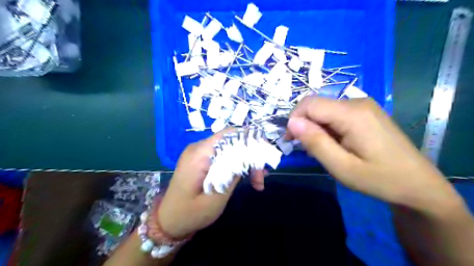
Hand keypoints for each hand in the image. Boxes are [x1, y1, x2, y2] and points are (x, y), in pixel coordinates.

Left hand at [157, 128, 264, 236]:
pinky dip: (236, 165)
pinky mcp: (202, 160)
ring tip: (258, 182)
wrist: (169, 221)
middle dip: (250, 156)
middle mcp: (199, 147)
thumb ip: (232, 174)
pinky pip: (223, 156)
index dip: (250, 140)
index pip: (230, 134)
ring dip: (245, 162)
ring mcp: (200, 153)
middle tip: (262, 177)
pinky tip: (247, 178)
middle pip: (232, 141)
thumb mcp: (216, 197)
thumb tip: (249, 155)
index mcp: (200, 153)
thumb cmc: (190, 214)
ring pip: (230, 149)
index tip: (264, 157)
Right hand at [287, 96, 461, 210]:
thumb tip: (292, 123)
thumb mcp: (342, 167)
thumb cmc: (379, 179)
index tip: (291, 140)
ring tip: (322, 149)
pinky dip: (327, 127)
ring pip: (325, 109)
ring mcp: (363, 106)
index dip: (294, 119)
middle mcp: (357, 102)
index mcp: (352, 114)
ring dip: (315, 127)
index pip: (309, 104)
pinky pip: (336, 114)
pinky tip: (334, 144)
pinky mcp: (365, 112)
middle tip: (306, 148)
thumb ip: (315, 142)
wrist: (418, 185)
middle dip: (304, 124)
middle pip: (317, 104)